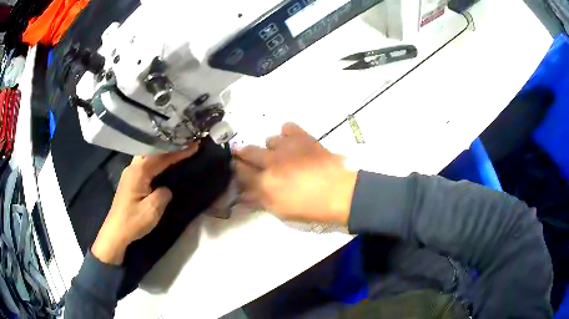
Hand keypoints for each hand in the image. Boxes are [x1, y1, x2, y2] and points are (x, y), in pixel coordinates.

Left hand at [91, 144, 198, 264]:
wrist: (116, 232)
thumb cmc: (133, 221)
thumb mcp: (152, 210)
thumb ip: (163, 194)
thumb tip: (166, 188)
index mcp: (138, 172)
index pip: (161, 157)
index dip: (178, 151)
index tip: (193, 145)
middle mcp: (133, 167)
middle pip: (152, 151)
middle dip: (169, 146)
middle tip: (184, 143)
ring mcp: (130, 173)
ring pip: (147, 156)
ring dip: (161, 152)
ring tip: (176, 150)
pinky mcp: (130, 180)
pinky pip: (145, 163)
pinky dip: (155, 160)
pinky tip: (162, 164)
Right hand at [233, 123, 356, 224]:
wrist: (340, 193)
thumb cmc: (311, 208)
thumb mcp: (280, 211)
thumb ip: (259, 200)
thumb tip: (243, 194)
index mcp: (264, 183)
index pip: (240, 171)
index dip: (236, 169)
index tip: (237, 168)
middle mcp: (271, 161)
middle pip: (248, 151)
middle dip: (243, 153)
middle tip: (247, 157)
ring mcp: (287, 147)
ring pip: (269, 139)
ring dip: (271, 147)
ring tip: (281, 154)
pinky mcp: (303, 137)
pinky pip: (287, 127)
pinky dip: (287, 134)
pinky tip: (292, 142)